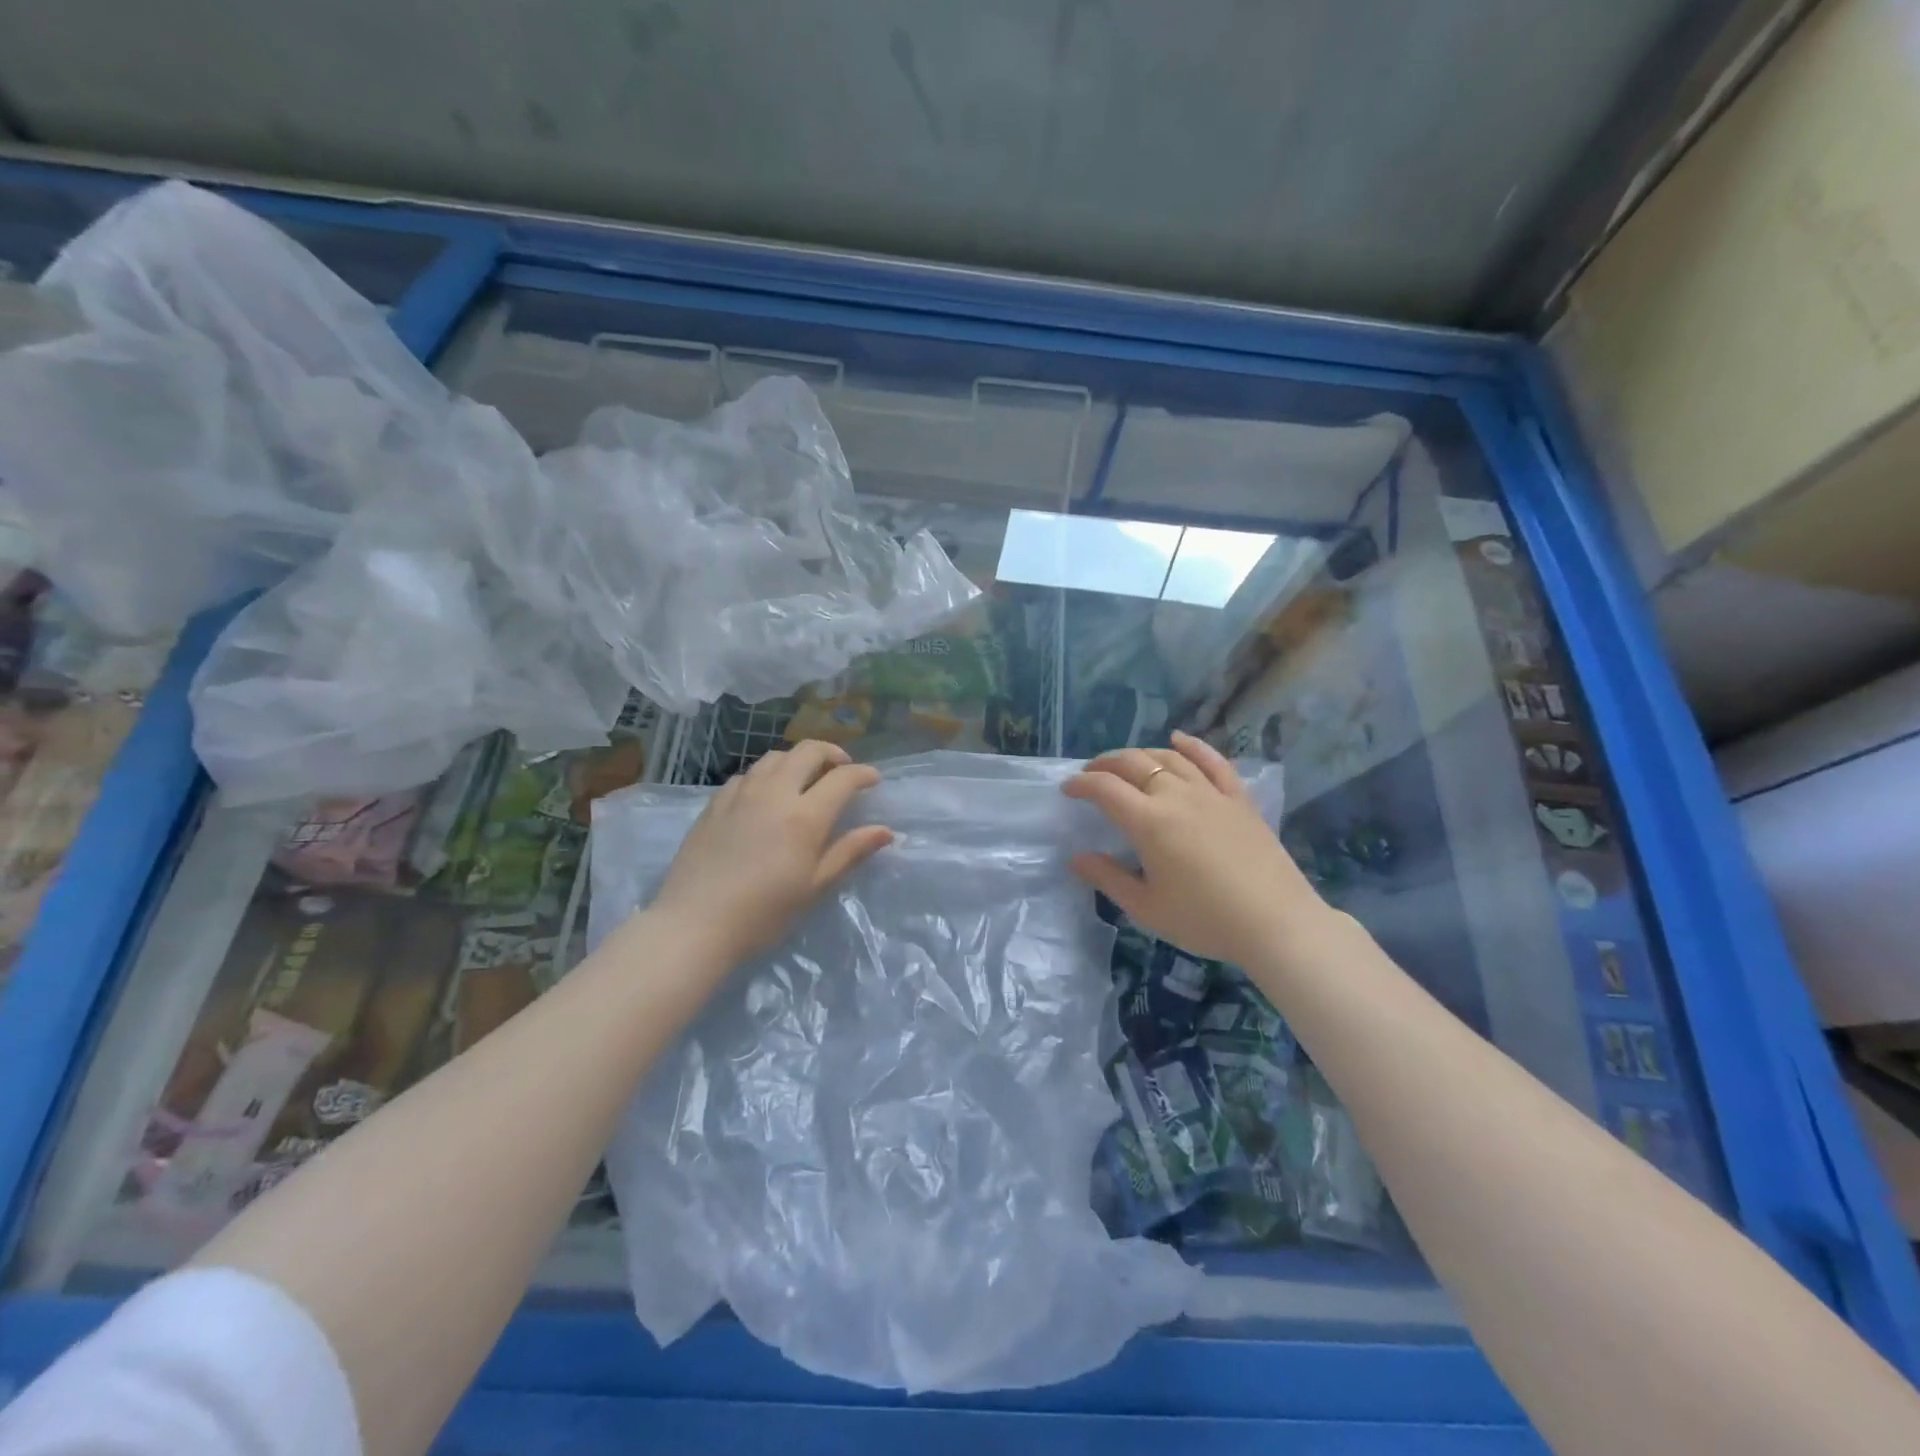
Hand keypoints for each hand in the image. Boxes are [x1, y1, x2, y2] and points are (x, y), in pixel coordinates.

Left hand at [649, 740, 892, 963]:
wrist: (694, 924)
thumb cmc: (763, 914)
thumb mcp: (815, 887)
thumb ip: (850, 852)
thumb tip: (885, 831)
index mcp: (805, 816)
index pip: (842, 778)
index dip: (863, 774)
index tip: (873, 780)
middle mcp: (775, 793)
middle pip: (808, 751)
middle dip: (832, 753)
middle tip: (842, 770)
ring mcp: (741, 794)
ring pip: (775, 757)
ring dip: (798, 759)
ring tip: (806, 777)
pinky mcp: (715, 803)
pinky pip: (748, 774)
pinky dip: (767, 774)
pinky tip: (766, 794)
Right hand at [1062, 732, 1332, 965]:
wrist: (1276, 923)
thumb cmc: (1204, 920)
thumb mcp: (1146, 908)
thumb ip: (1108, 879)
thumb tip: (1077, 858)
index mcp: (1148, 822)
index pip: (1105, 789)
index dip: (1081, 784)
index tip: (1067, 790)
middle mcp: (1176, 796)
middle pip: (1133, 763)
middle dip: (1105, 764)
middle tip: (1091, 774)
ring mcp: (1211, 793)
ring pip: (1169, 758)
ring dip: (1141, 755)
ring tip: (1126, 763)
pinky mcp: (1238, 799)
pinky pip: (1213, 761)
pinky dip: (1192, 746)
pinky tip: (1178, 740)